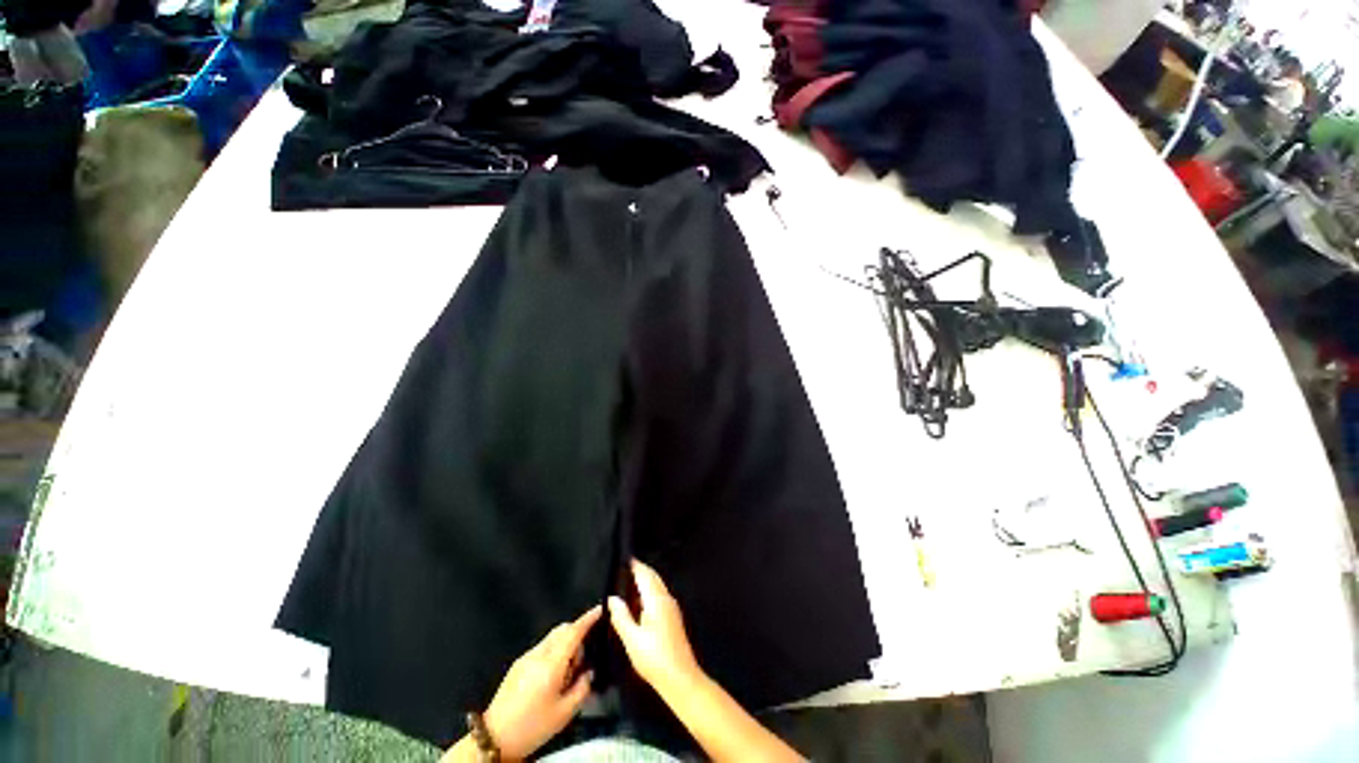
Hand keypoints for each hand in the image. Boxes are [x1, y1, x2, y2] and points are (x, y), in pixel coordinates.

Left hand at [483, 606, 600, 760]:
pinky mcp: (518, 664)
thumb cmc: (533, 727)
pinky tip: (551, 678)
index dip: (588, 619)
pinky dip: (553, 653)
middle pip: (562, 630)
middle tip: (582, 661)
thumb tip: (590, 672)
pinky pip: (542, 648)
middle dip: (577, 635)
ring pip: (552, 638)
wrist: (494, 738)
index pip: (573, 632)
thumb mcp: (564, 713)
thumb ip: (582, 688)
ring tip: (566, 675)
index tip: (600, 609)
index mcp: (551, 664)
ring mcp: (526, 657)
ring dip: (564, 645)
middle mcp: (538, 654)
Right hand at [608, 560, 701, 692]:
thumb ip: (621, 616)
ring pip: (657, 587)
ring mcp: (671, 608)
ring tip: (626, 585)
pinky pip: (659, 596)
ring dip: (644, 582)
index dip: (635, 565)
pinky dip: (648, 593)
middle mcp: (666, 599)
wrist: (680, 678)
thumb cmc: (654, 658)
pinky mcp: (673, 618)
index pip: (645, 574)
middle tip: (624, 569)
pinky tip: (637, 604)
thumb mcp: (632, 639)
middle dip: (640, 571)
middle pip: (653, 578)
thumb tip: (612, 599)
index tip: (625, 559)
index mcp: (657, 600)